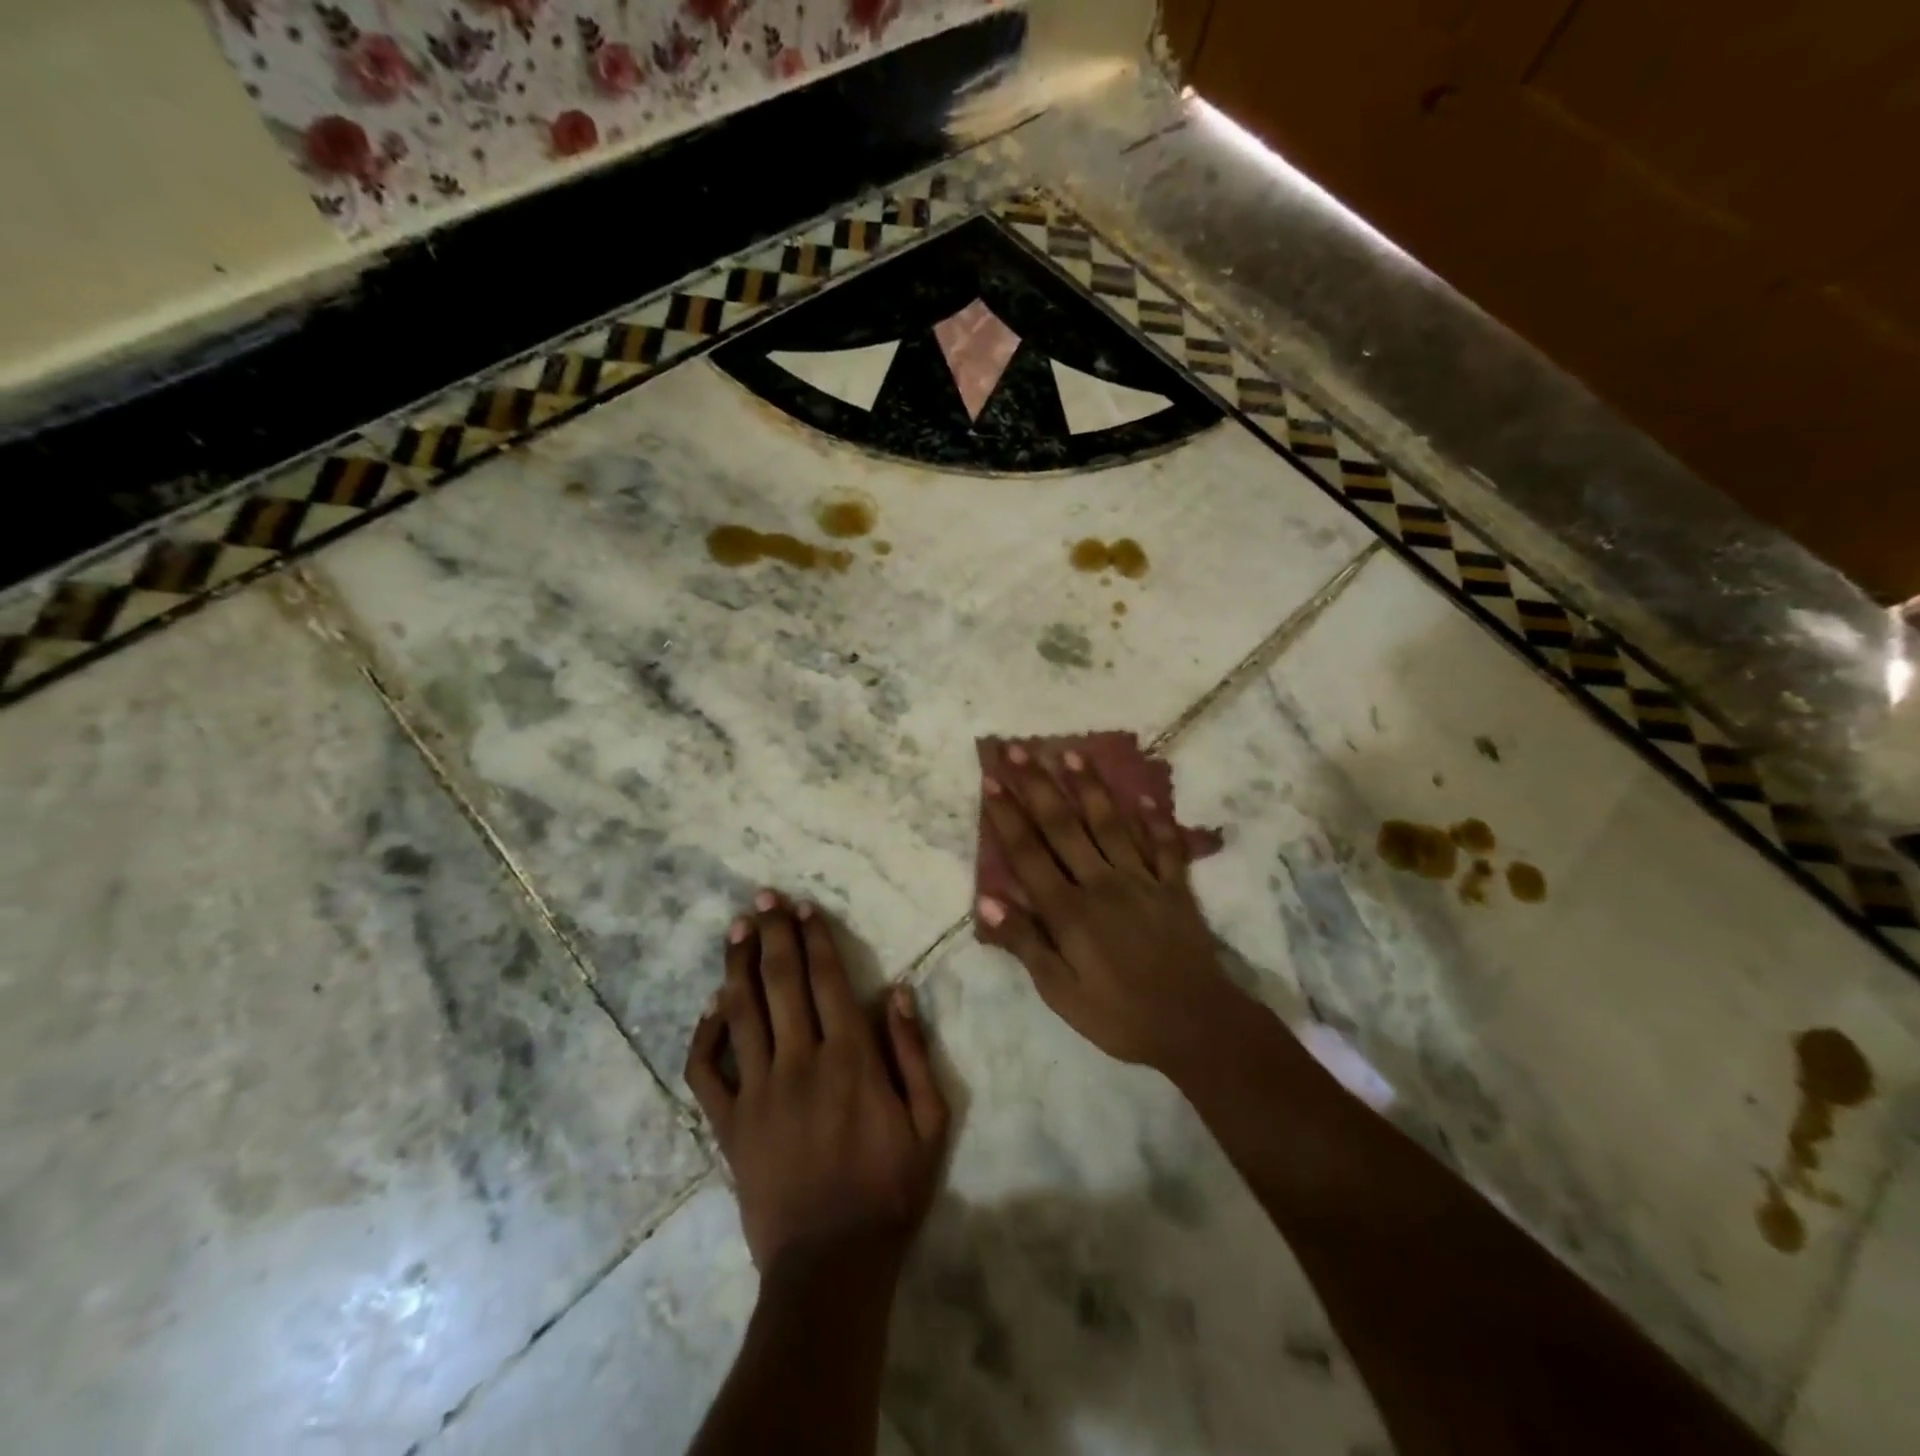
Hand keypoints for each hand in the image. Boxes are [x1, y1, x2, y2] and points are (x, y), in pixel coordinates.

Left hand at [684, 892, 949, 1275]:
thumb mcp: (929, 1123)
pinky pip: (707, 1072)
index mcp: (850, 1060)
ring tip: (736, 929)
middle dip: (772, 935)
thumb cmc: (889, 1190)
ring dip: (738, 966)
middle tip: (763, 897)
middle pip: (781, 983)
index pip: (828, 981)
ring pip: (742, 1013)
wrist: (831, 1266)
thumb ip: (912, 1052)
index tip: (805, 908)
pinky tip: (712, 1007)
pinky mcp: (729, 1125)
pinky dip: (705, 1035)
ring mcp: (758, 1092)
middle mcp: (799, 1063)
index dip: (816, 939)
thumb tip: (897, 991)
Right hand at [978, 743, 1252, 1075]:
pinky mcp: (1174, 887)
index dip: (1007, 815)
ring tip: (1070, 753)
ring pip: (1110, 824)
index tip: (991, 780)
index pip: (1029, 853)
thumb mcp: (1060, 991)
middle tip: (1017, 748)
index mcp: (1069, 909)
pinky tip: (1145, 796)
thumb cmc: (1118, 1015)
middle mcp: (1102, 882)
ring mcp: (1142, 880)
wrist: (1195, 1026)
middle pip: (1063, 826)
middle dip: (1037, 785)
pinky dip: (1155, 820)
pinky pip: (1164, 846)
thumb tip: (986, 901)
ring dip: (1089, 787)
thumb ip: (1025, 943)